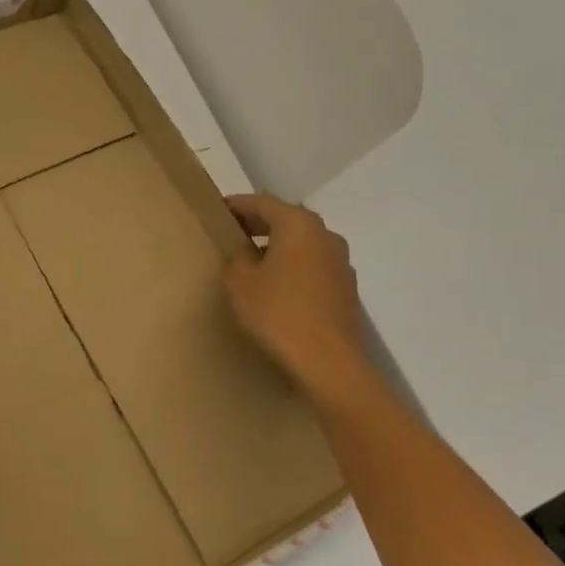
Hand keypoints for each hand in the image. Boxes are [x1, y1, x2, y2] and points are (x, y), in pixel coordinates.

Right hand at [223, 194, 379, 413]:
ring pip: (302, 243)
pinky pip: (313, 266)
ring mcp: (340, 262)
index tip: (218, 212)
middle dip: (259, 224)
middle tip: (232, 234)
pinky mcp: (346, 288)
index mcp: (298, 224)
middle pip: (286, 219)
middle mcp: (325, 235)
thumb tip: (246, 252)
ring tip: (253, 262)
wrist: (328, 363)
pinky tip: (278, 288)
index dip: (237, 205)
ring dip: (279, 246)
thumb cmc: (278, 314)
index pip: (262, 202)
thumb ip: (237, 257)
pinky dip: (294, 267)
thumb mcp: (239, 282)